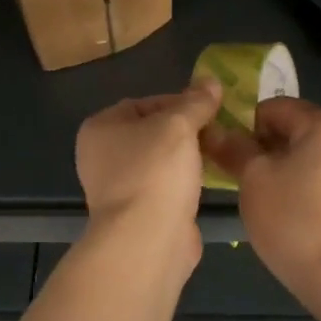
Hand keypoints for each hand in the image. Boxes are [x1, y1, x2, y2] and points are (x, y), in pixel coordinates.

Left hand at [74, 81, 223, 272]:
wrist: (147, 240)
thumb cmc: (155, 171)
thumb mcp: (179, 126)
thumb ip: (196, 102)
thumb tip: (211, 81)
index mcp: (100, 128)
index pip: (143, 103)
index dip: (178, 102)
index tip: (209, 108)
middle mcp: (102, 156)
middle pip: (152, 132)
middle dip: (186, 130)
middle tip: (218, 130)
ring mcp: (118, 188)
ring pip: (160, 161)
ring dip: (188, 157)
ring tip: (219, 152)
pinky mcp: (138, 213)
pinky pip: (165, 187)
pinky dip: (185, 182)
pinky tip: (210, 181)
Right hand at [200, 98, 320, 287]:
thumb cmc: (292, 218)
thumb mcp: (253, 178)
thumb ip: (233, 148)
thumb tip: (214, 131)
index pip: (273, 108)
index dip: (245, 126)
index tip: (229, 153)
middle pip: (294, 128)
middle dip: (264, 146)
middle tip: (240, 174)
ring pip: (308, 153)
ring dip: (281, 165)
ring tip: (261, 193)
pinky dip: (301, 181)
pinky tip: (285, 208)